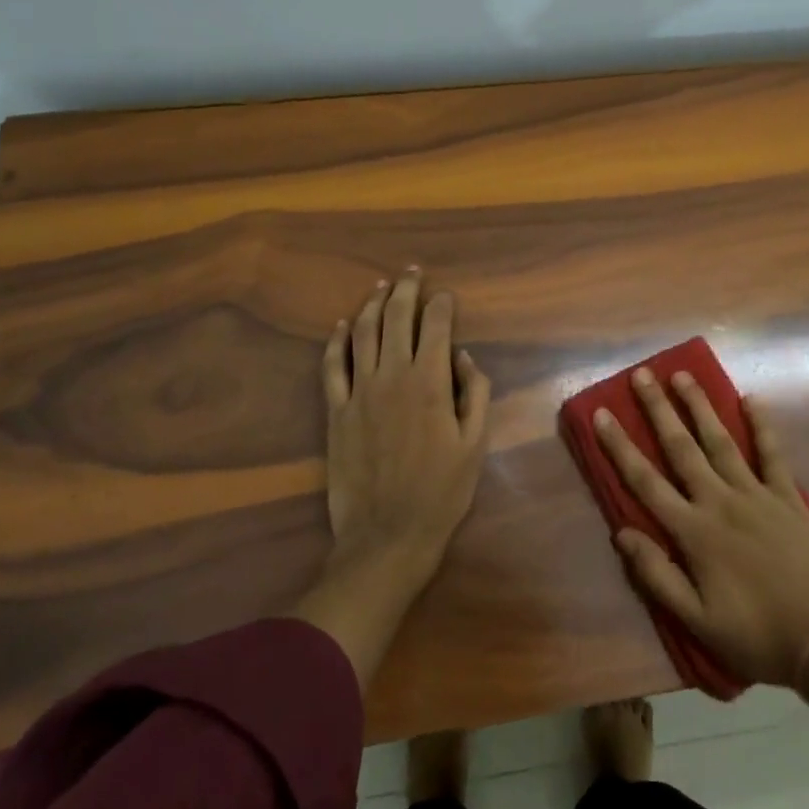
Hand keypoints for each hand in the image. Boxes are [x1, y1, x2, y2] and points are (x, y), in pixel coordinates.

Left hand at [320, 268, 491, 577]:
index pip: (436, 326)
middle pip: (397, 319)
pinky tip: (342, 326)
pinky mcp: (336, 411)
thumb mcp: (475, 444)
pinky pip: (332, 366)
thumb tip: (464, 357)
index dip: (442, 304)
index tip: (446, 295)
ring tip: (381, 287)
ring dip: (372, 305)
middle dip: (406, 291)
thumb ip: (476, 393)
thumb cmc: (441, 492)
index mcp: (431, 382)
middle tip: (412, 273)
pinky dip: (337, 341)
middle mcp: (393, 376)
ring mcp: (359, 391)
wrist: (388, 535)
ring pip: (363, 333)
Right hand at [597, 368, 808, 687]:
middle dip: (658, 409)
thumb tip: (621, 533)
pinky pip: (773, 454)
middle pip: (681, 448)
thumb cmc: (758, 636)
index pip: (645, 481)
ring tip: (682, 375)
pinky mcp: (789, 498)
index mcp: (694, 532)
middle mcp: (720, 502)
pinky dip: (762, 426)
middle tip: (641, 375)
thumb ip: (657, 576)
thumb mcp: (699, 622)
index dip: (620, 447)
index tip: (601, 414)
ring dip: (699, 406)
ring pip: (720, 441)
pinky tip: (752, 399)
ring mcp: (757, 495)